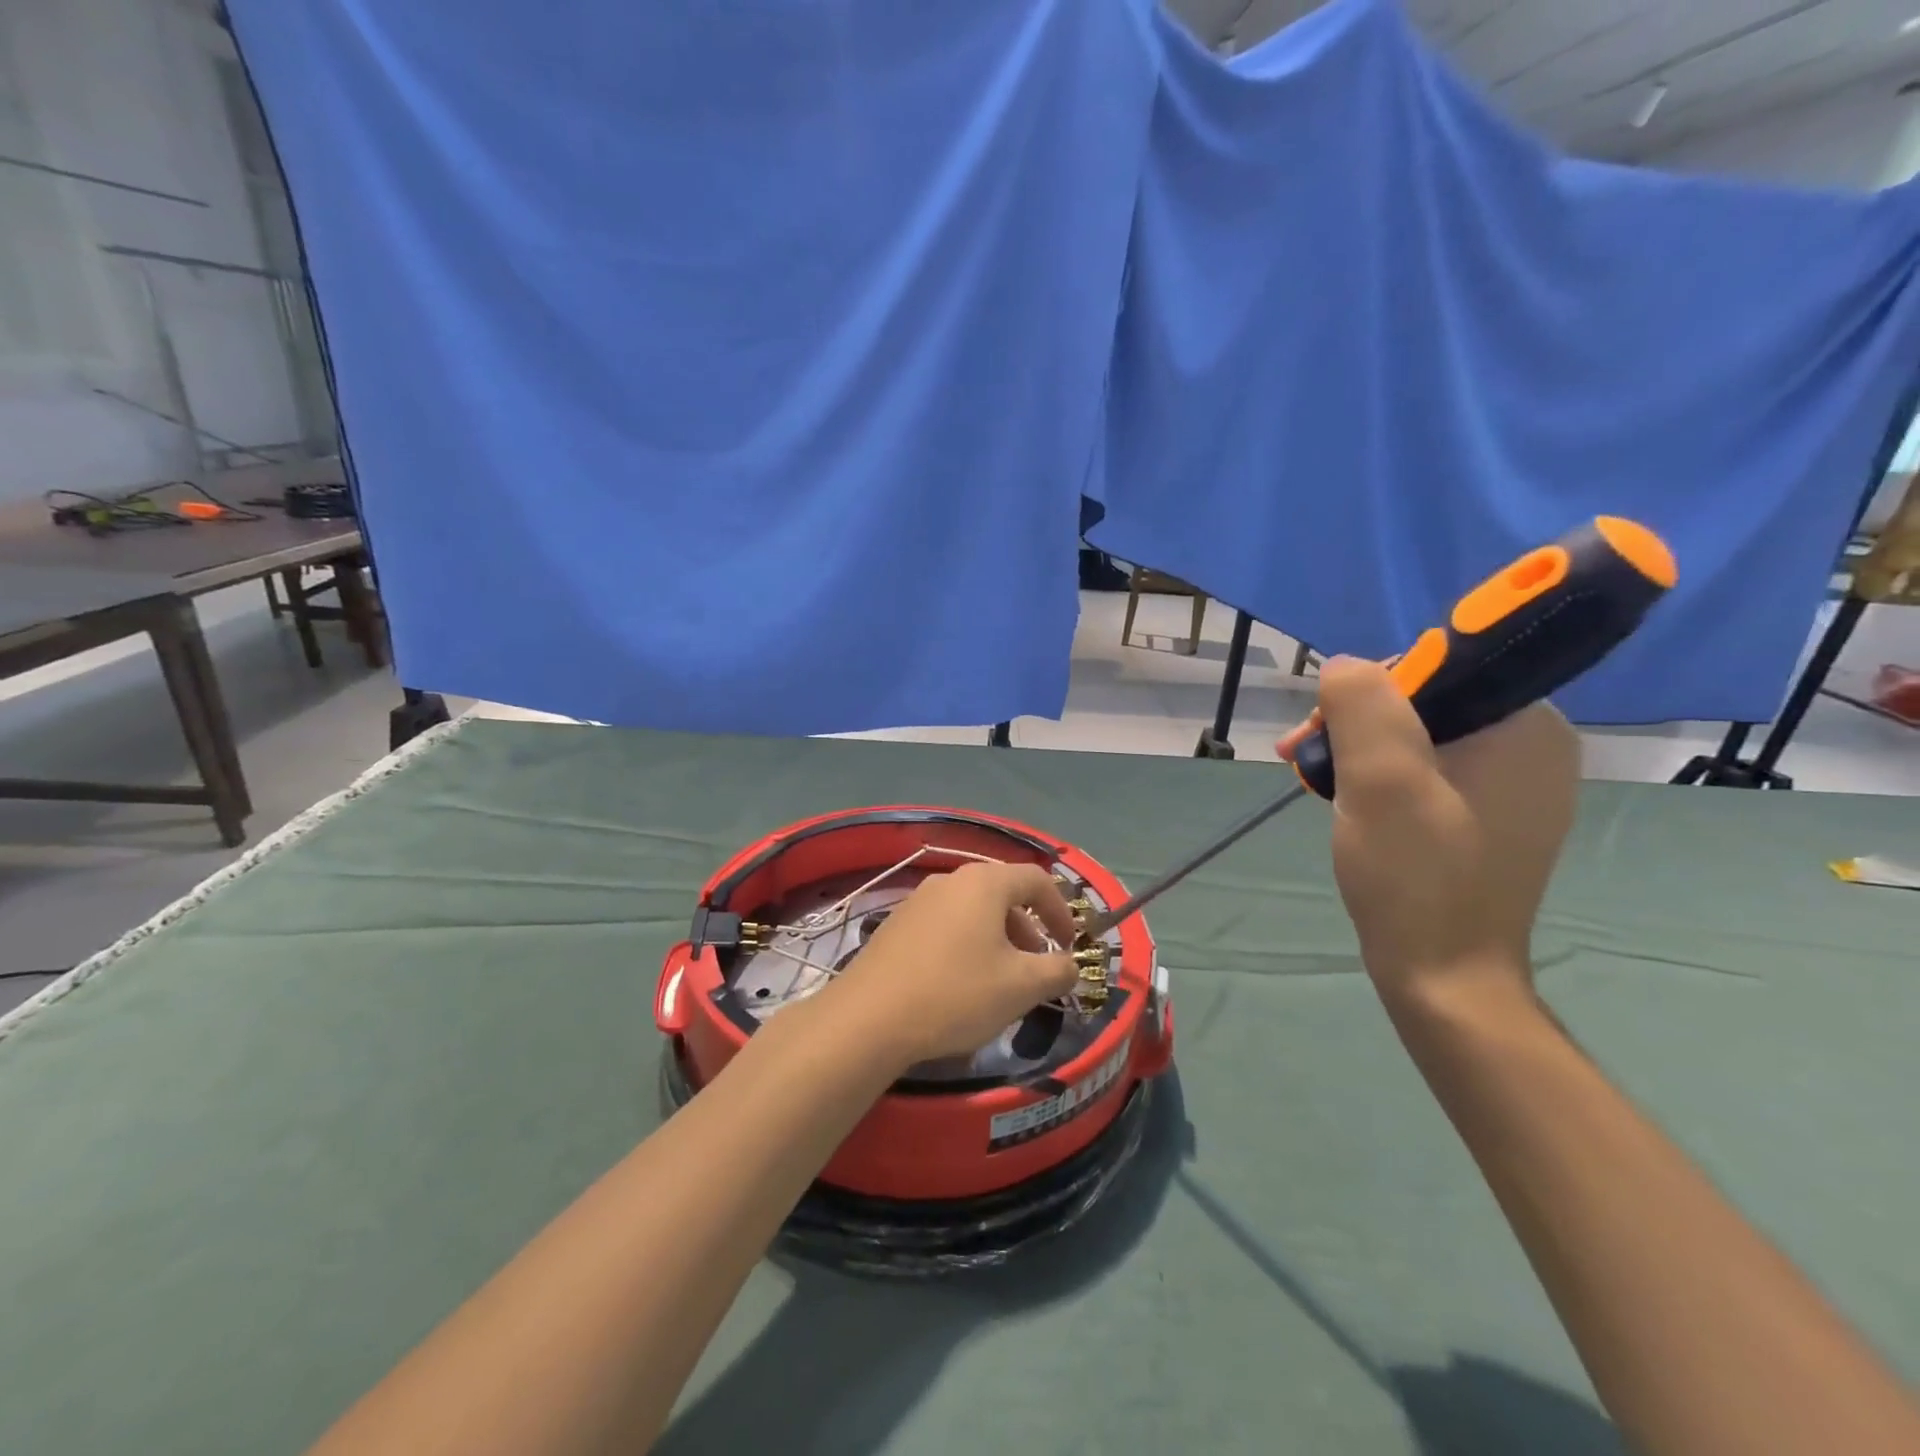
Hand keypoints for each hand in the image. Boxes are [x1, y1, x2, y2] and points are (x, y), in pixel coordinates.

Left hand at [825, 861, 1078, 1066]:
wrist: (869, 1017)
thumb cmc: (956, 993)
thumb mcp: (1021, 987)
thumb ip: (1058, 970)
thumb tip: (1070, 964)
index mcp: (983, 883)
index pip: (1036, 879)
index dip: (1061, 910)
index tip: (1071, 944)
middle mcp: (950, 880)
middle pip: (1002, 893)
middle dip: (1029, 928)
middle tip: (1038, 966)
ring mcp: (918, 900)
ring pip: (972, 911)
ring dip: (997, 938)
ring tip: (1002, 979)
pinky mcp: (896, 925)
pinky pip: (945, 925)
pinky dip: (967, 944)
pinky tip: (961, 983)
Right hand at [1278, 657, 1579, 1007]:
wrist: (1444, 978)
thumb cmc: (1416, 875)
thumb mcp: (1381, 780)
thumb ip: (1364, 705)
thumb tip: (1344, 666)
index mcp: (1528, 727)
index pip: (1440, 666)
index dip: (1371, 687)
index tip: (1324, 727)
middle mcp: (1532, 747)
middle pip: (1426, 701)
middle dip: (1358, 723)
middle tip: (1304, 759)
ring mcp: (1512, 786)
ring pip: (1420, 736)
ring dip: (1360, 750)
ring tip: (1315, 783)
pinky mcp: (1487, 817)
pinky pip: (1427, 771)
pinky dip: (1380, 778)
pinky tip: (1348, 802)